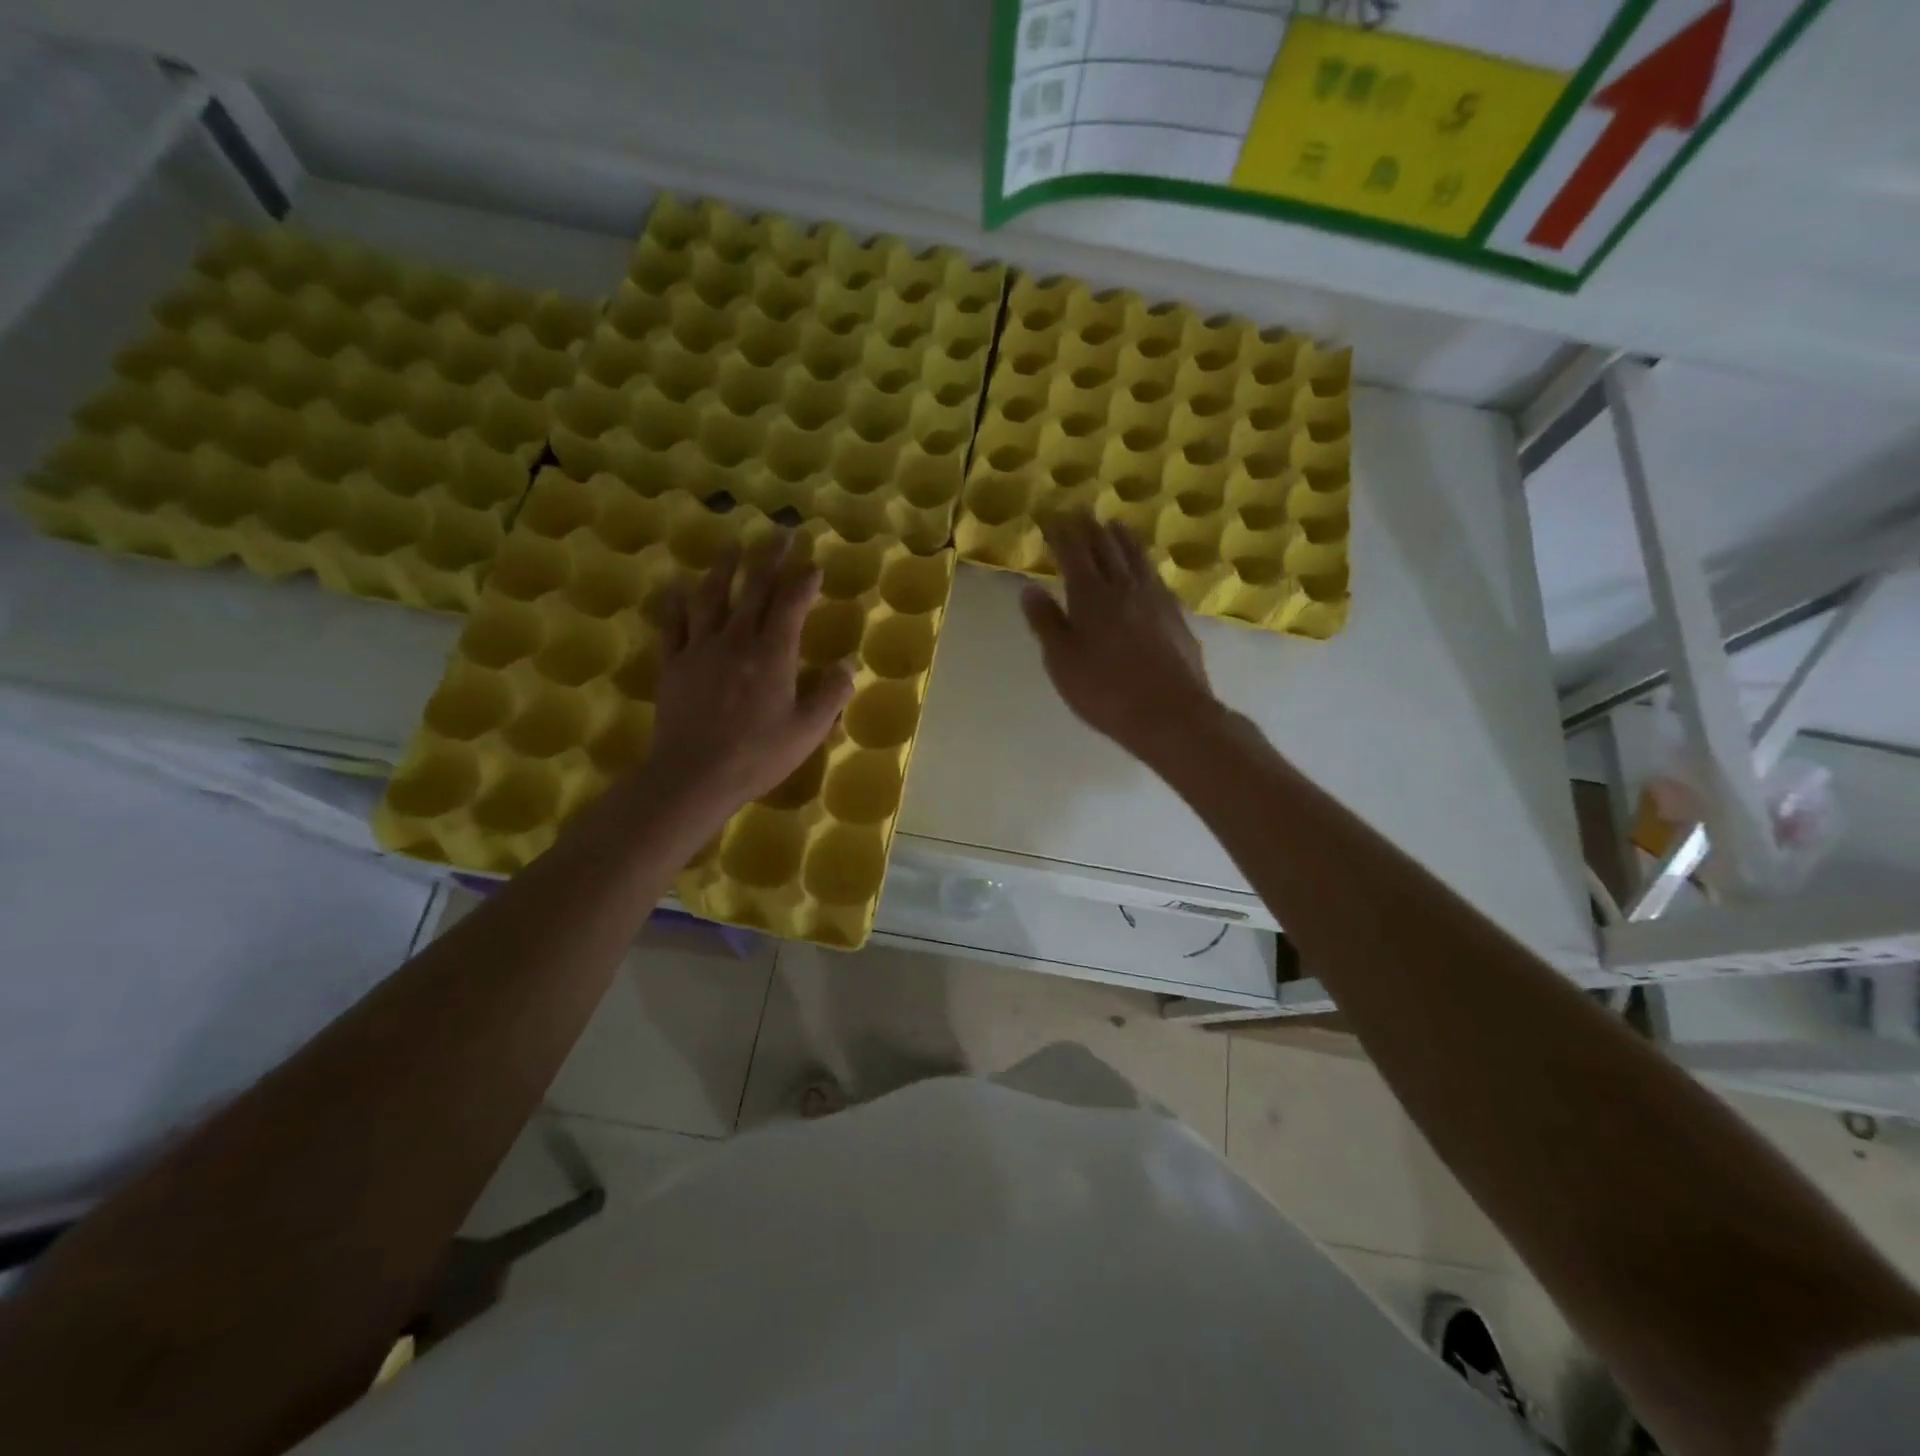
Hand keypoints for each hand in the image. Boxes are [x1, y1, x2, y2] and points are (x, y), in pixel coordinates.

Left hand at [648, 534, 853, 812]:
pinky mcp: (674, 664)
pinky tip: (675, 587)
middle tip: (780, 533)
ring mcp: (701, 648)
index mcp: (773, 653)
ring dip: (724, 568)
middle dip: (770, 558)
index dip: (804, 581)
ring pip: (711, 596)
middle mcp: (737, 639)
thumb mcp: (808, 730)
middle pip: (754, 588)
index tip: (813, 565)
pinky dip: (675, 602)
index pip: (791, 604)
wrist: (694, 775)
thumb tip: (848, 665)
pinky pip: (673, 624)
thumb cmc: (758, 755)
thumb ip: (831, 694)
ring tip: (732, 546)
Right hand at [1020, 513, 1221, 767]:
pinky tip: (1145, 567)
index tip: (1050, 517)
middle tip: (1079, 511)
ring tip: (1114, 524)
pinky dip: (1144, 562)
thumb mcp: (1062, 662)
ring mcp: (1155, 599)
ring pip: (1136, 557)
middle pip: (1106, 548)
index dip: (1061, 532)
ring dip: (1122, 537)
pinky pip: (1155, 576)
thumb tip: (1029, 588)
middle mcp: (1124, 587)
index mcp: (1091, 596)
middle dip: (1089, 527)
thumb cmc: (1106, 692)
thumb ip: (1046, 623)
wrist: (1171, 714)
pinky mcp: (1176, 615)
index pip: (1073, 552)